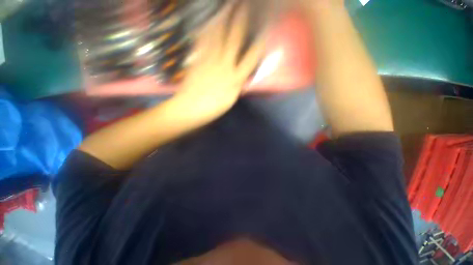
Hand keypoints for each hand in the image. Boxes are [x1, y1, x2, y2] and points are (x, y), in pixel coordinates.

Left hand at [172, 2, 265, 120]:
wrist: (191, 108)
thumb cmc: (213, 107)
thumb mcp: (231, 100)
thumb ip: (238, 86)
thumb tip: (243, 76)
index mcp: (234, 78)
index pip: (251, 58)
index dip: (259, 45)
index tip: (264, 32)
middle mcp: (224, 64)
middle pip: (235, 39)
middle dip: (241, 20)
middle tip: (244, 6)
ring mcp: (209, 59)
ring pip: (217, 35)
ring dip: (223, 18)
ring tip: (227, 7)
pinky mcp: (197, 59)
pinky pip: (201, 41)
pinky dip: (205, 29)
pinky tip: (207, 21)